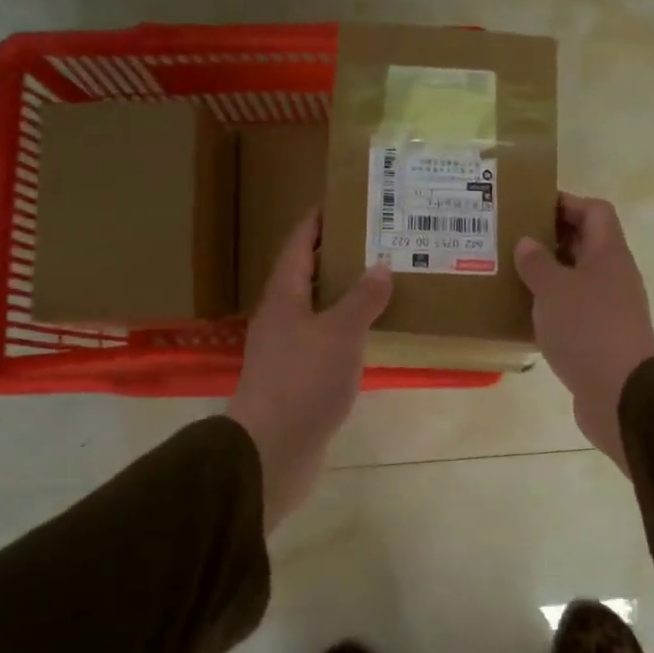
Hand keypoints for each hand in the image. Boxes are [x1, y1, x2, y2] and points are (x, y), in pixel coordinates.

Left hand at [227, 211, 392, 533]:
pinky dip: (346, 330)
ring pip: (316, 310)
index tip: (342, 203)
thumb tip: (380, 267)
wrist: (273, 449)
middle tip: (375, 241)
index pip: (297, 246)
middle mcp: (280, 318)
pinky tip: (370, 334)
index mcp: (283, 297)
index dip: (316, 222)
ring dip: (343, 295)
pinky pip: (324, 341)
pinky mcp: (296, 379)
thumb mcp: (340, 333)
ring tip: (380, 282)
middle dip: (336, 257)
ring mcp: (286, 351)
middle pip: (306, 276)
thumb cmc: (304, 381)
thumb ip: (362, 299)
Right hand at [514, 193, 653, 475]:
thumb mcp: (553, 290)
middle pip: (585, 243)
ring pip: (577, 278)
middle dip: (550, 238)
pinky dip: (552, 306)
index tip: (531, 207)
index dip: (566, 203)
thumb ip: (537, 263)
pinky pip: (574, 310)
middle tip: (512, 240)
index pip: (594, 211)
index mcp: (608, 254)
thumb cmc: (587, 329)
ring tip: (511, 274)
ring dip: (549, 274)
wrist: (620, 393)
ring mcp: (610, 308)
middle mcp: (613, 276)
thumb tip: (528, 242)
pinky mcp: (601, 337)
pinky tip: (524, 314)